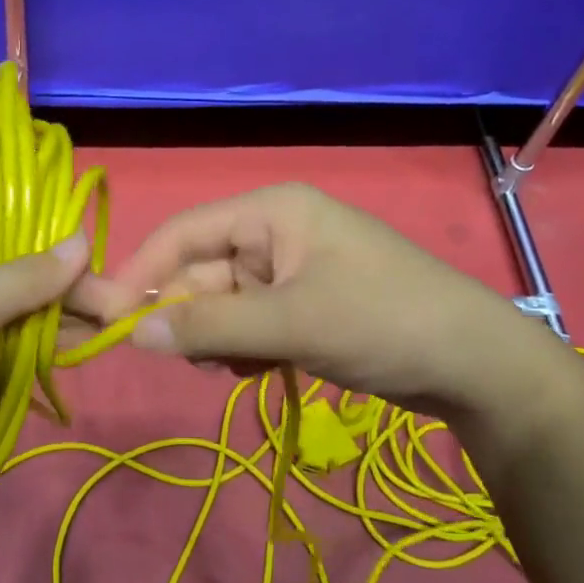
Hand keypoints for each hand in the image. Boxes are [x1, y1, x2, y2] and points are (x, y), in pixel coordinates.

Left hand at [0, 191, 92, 479]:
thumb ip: (29, 276)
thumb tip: (82, 237)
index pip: (19, 200)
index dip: (62, 220)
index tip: (99, 256)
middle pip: (26, 253)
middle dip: (70, 280)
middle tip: (115, 314)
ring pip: (17, 294)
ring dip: (56, 313)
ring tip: (100, 337)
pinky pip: (0, 326)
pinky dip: (31, 337)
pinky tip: (63, 353)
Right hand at [103, 184, 583, 428]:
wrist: (477, 366)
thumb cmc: (383, 321)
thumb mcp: (291, 323)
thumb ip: (209, 326)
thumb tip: (133, 334)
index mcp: (272, 211)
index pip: (185, 232)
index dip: (142, 271)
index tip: (106, 316)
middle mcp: (277, 232)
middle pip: (202, 271)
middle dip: (189, 316)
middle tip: (182, 362)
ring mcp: (293, 271)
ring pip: (224, 303)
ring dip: (217, 338)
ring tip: (234, 368)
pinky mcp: (306, 306)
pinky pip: (251, 322)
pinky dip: (243, 348)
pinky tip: (257, 371)